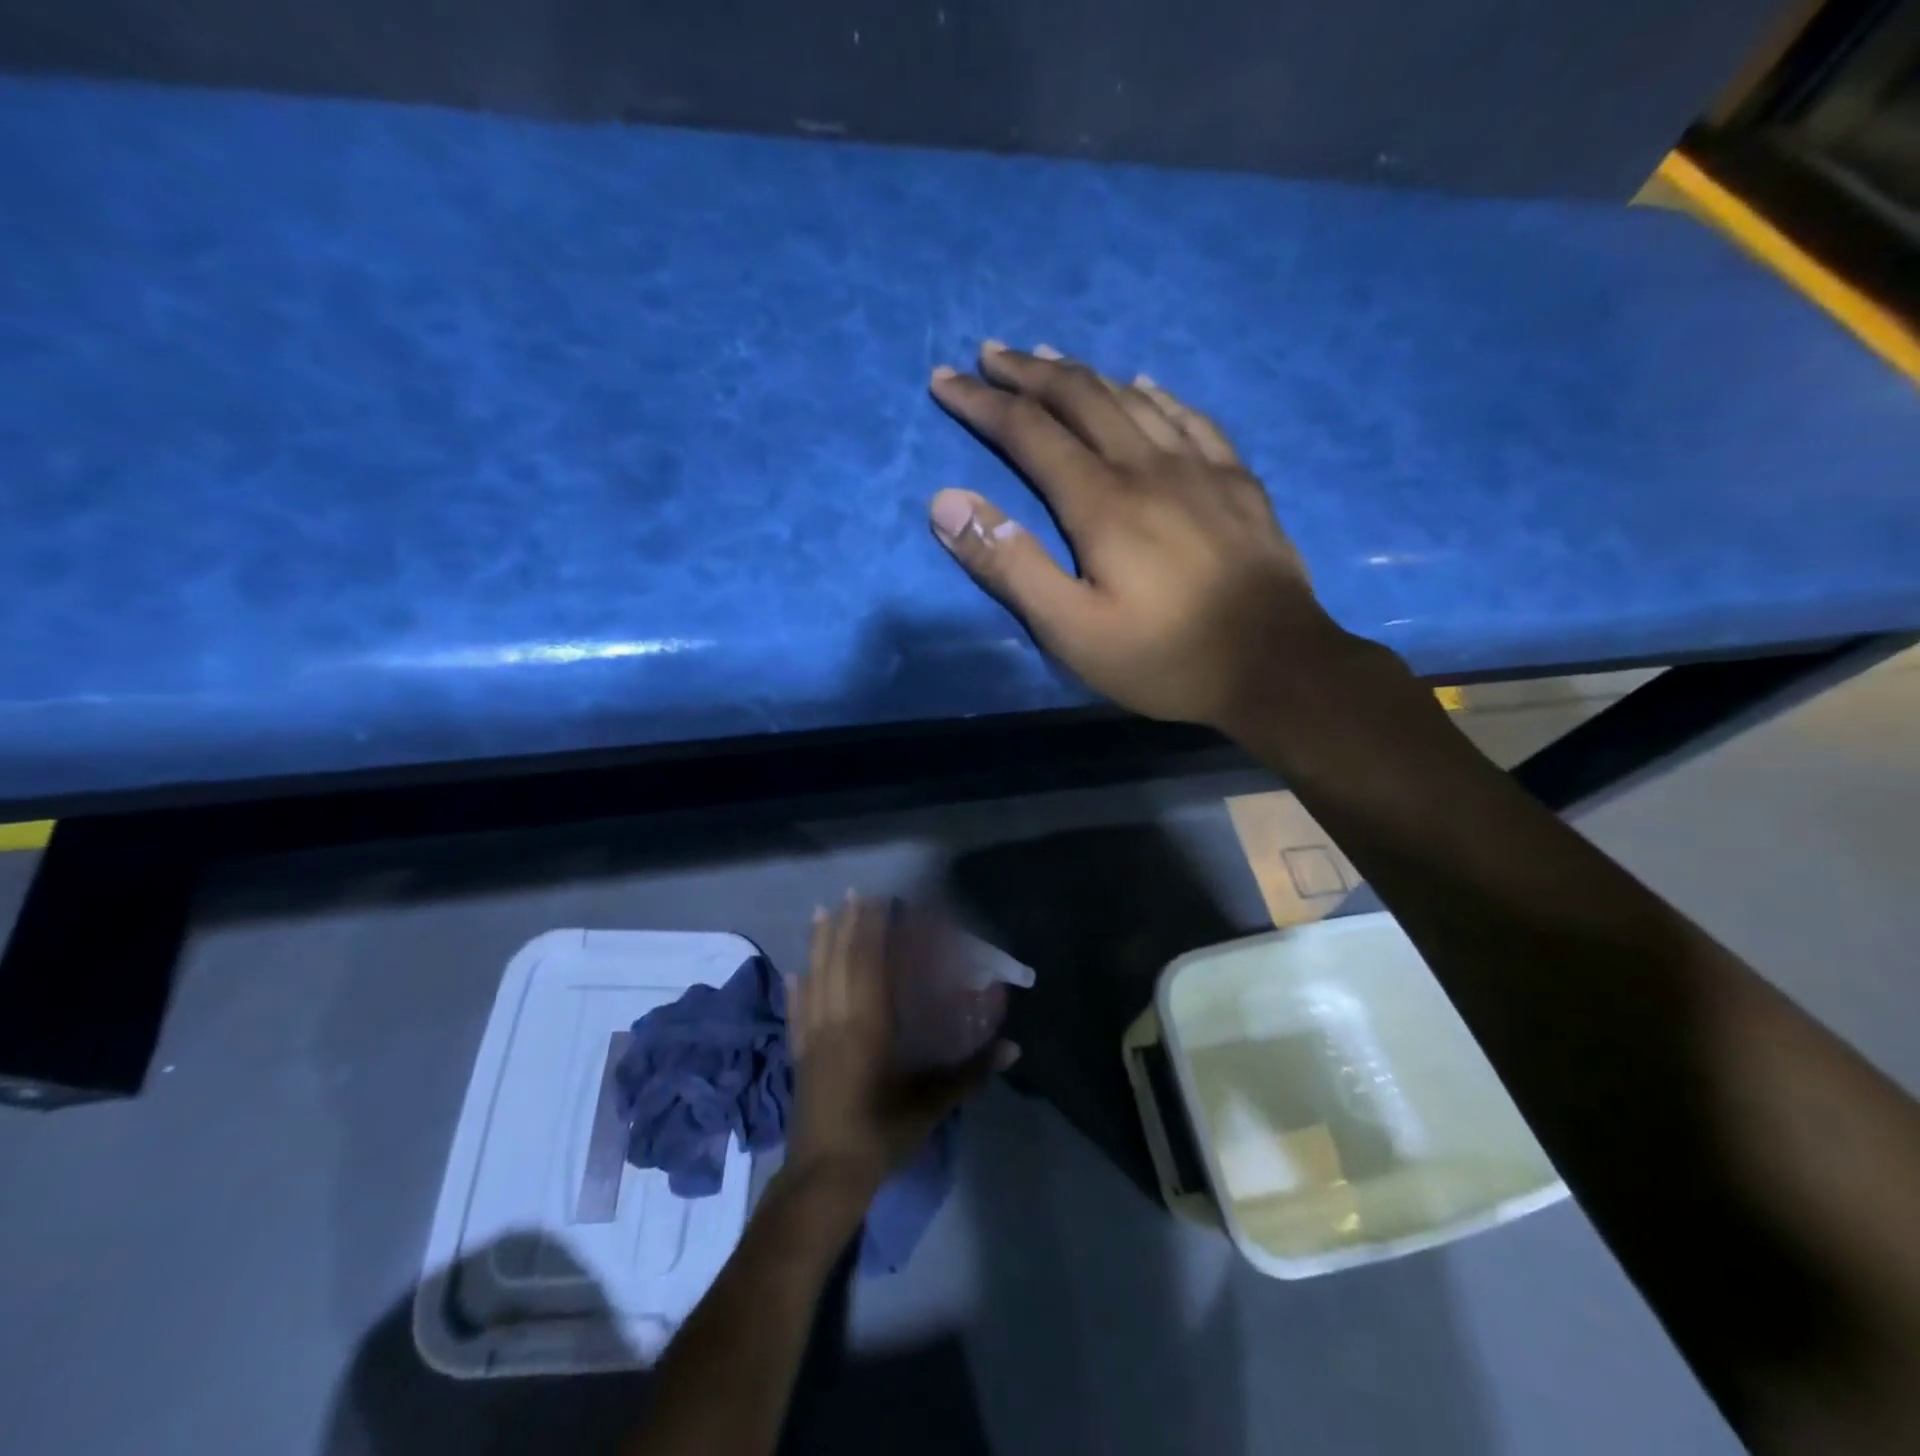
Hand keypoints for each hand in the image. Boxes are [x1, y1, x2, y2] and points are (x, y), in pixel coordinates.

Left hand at [783, 895, 1015, 1196]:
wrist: (825, 1177)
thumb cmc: (882, 1134)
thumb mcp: (932, 1104)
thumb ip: (971, 1072)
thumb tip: (1014, 1048)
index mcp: (870, 1023)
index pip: (871, 962)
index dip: (875, 930)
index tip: (882, 903)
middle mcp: (838, 1018)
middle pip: (840, 960)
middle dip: (847, 924)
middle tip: (854, 894)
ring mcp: (813, 1035)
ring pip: (815, 977)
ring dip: (819, 942)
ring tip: (821, 912)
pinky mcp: (799, 1054)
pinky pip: (796, 1011)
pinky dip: (795, 987)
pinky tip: (793, 971)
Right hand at [928, 342, 1337, 732]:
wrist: (1276, 667)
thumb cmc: (1164, 657)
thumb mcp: (1070, 629)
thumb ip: (1009, 564)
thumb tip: (946, 501)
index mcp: (1102, 501)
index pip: (1028, 431)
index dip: (981, 403)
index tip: (944, 380)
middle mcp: (1148, 467)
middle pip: (1081, 397)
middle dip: (1027, 373)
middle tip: (989, 354)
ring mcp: (1201, 469)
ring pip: (1133, 399)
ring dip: (1084, 374)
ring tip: (1050, 358)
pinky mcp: (1238, 484)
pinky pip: (1192, 419)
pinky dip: (1157, 394)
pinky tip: (1145, 384)